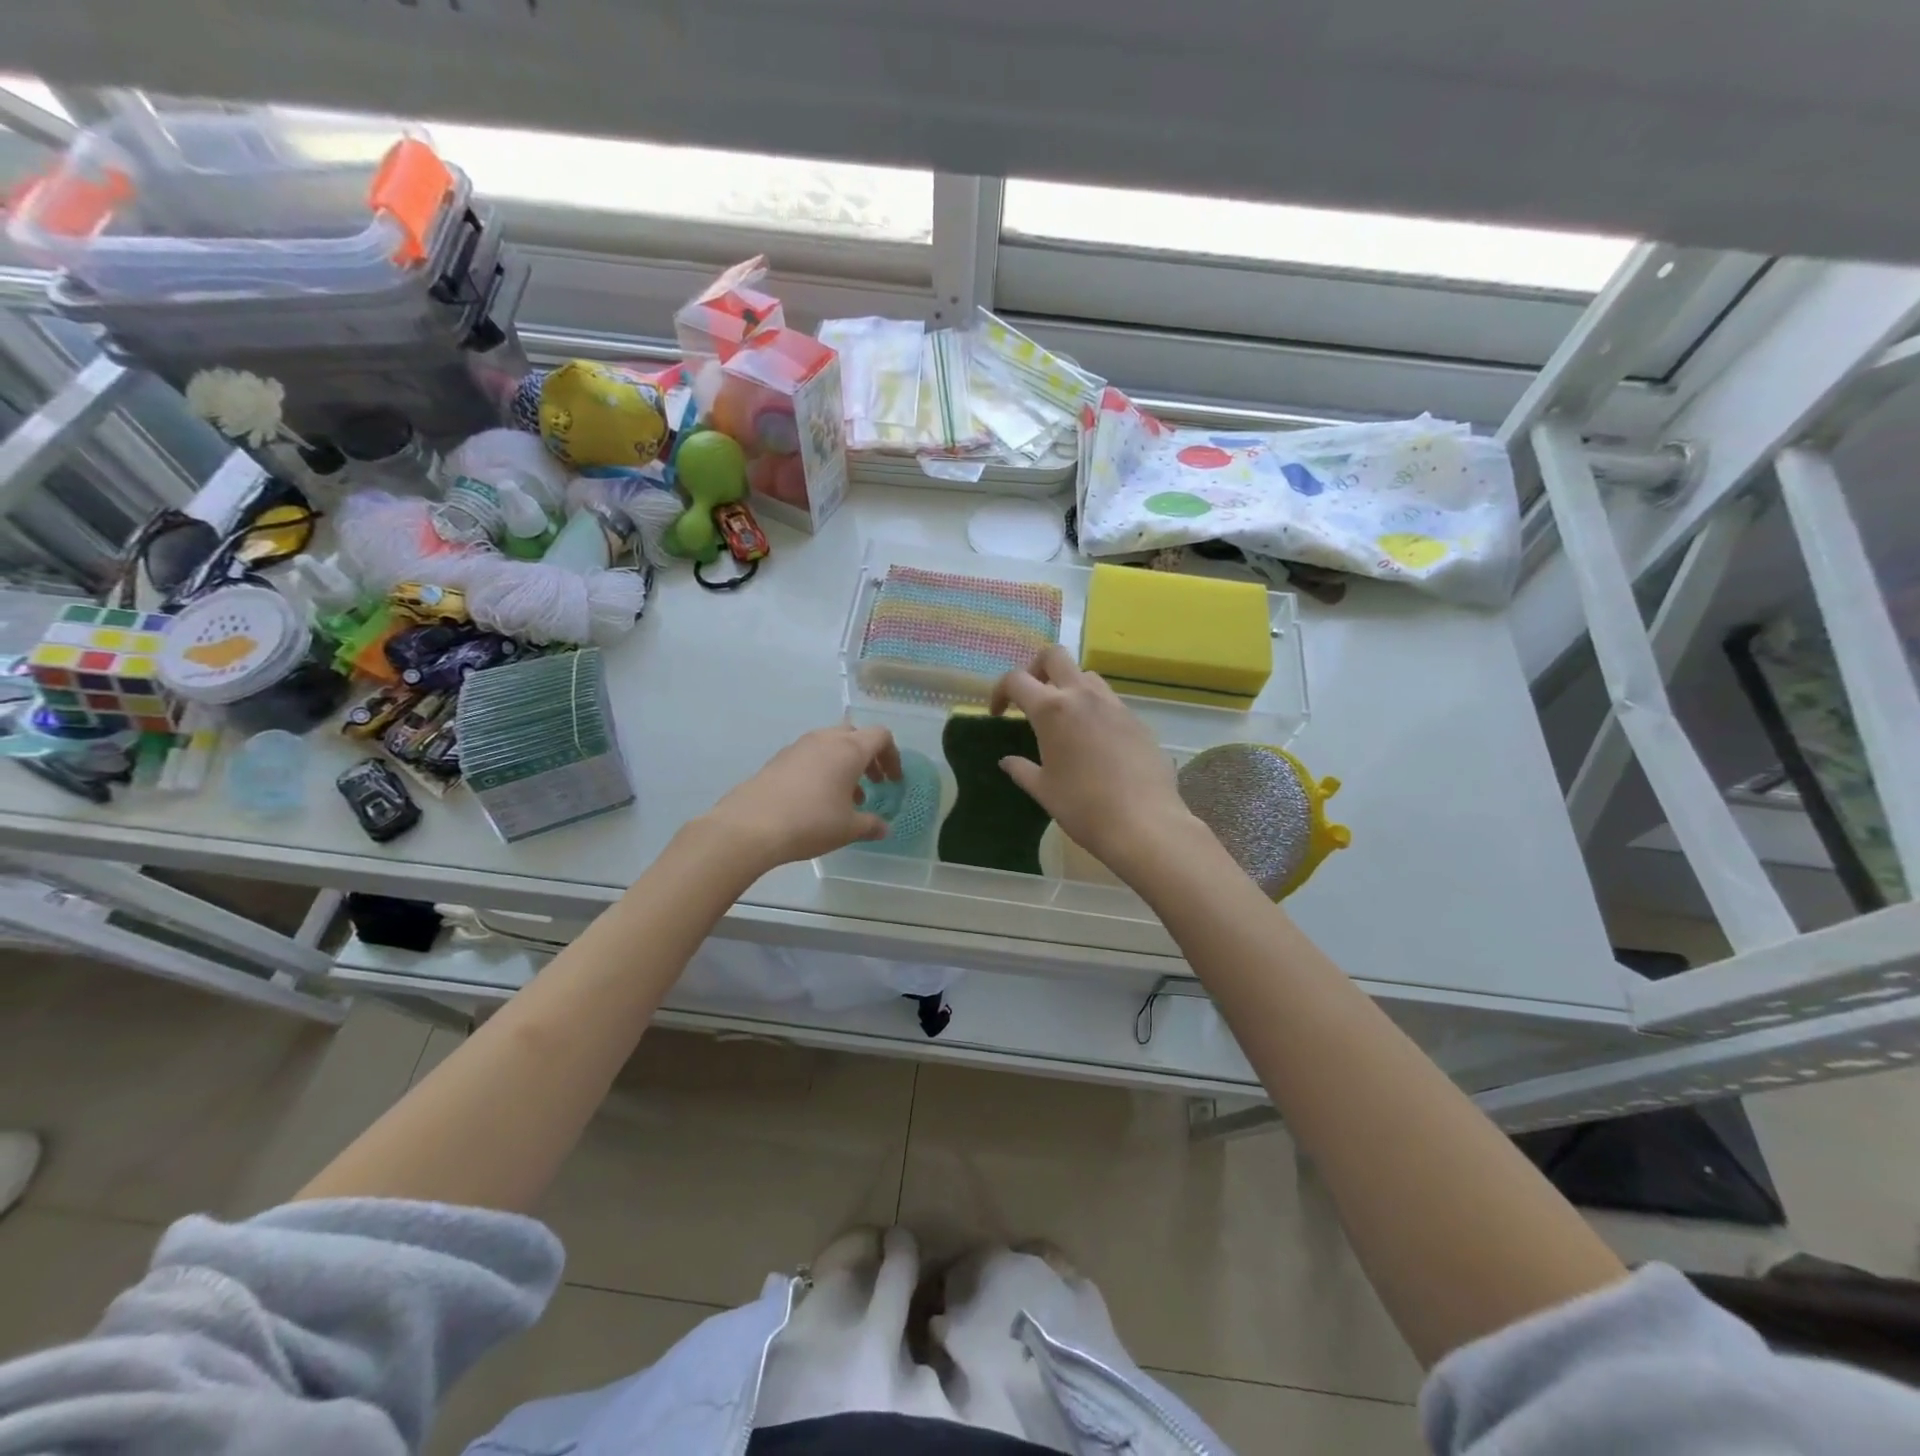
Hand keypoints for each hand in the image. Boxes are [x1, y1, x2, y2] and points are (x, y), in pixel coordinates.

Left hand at [702, 722, 902, 873]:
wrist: (750, 826)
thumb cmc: (811, 822)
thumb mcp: (848, 829)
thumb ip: (871, 825)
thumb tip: (884, 828)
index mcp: (849, 749)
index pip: (881, 736)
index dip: (892, 756)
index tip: (893, 781)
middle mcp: (825, 739)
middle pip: (855, 734)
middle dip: (868, 756)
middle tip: (873, 782)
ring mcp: (798, 746)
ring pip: (830, 744)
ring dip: (844, 763)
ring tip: (846, 796)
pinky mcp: (778, 759)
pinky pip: (810, 755)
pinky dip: (822, 768)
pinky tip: (817, 799)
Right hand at [990, 646, 1195, 876]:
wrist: (1143, 823)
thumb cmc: (1083, 807)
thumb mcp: (1043, 790)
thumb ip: (1021, 770)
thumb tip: (1007, 761)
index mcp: (1052, 710)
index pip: (1016, 679)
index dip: (1000, 691)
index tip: (998, 713)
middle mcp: (1083, 696)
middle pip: (1054, 656)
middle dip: (1036, 668)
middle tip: (1031, 697)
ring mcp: (1114, 705)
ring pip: (1086, 675)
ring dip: (1069, 686)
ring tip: (1064, 718)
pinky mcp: (1137, 720)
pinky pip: (1110, 701)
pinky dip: (1094, 709)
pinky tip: (1094, 742)